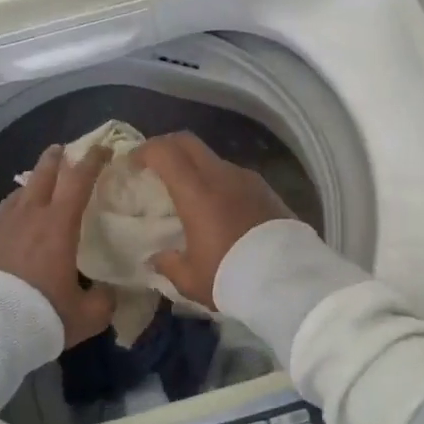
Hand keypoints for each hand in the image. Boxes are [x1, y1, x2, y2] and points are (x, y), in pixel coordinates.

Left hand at [0, 144, 115, 346]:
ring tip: (34, 189)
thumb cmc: (41, 316)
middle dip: (54, 159)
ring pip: (15, 196)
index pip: (79, 180)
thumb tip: (110, 293)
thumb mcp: (86, 316)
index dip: (93, 160)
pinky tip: (6, 233)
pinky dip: (6, 222)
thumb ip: (104, 301)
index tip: (103, 148)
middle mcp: (28, 217)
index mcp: (58, 225)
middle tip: (61, 150)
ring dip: (29, 188)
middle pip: (42, 175)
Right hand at [134, 131, 294, 307]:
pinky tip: (219, 207)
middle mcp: (222, 176)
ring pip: (213, 159)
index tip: (133, 163)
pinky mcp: (267, 190)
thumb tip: (157, 257)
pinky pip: (234, 176)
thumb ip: (168, 264)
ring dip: (196, 166)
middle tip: (155, 166)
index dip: (145, 151)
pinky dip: (219, 182)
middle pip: (188, 143)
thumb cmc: (232, 277)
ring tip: (189, 193)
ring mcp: (248, 180)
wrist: (290, 281)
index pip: (165, 152)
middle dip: (167, 147)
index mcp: (196, 192)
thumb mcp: (191, 280)